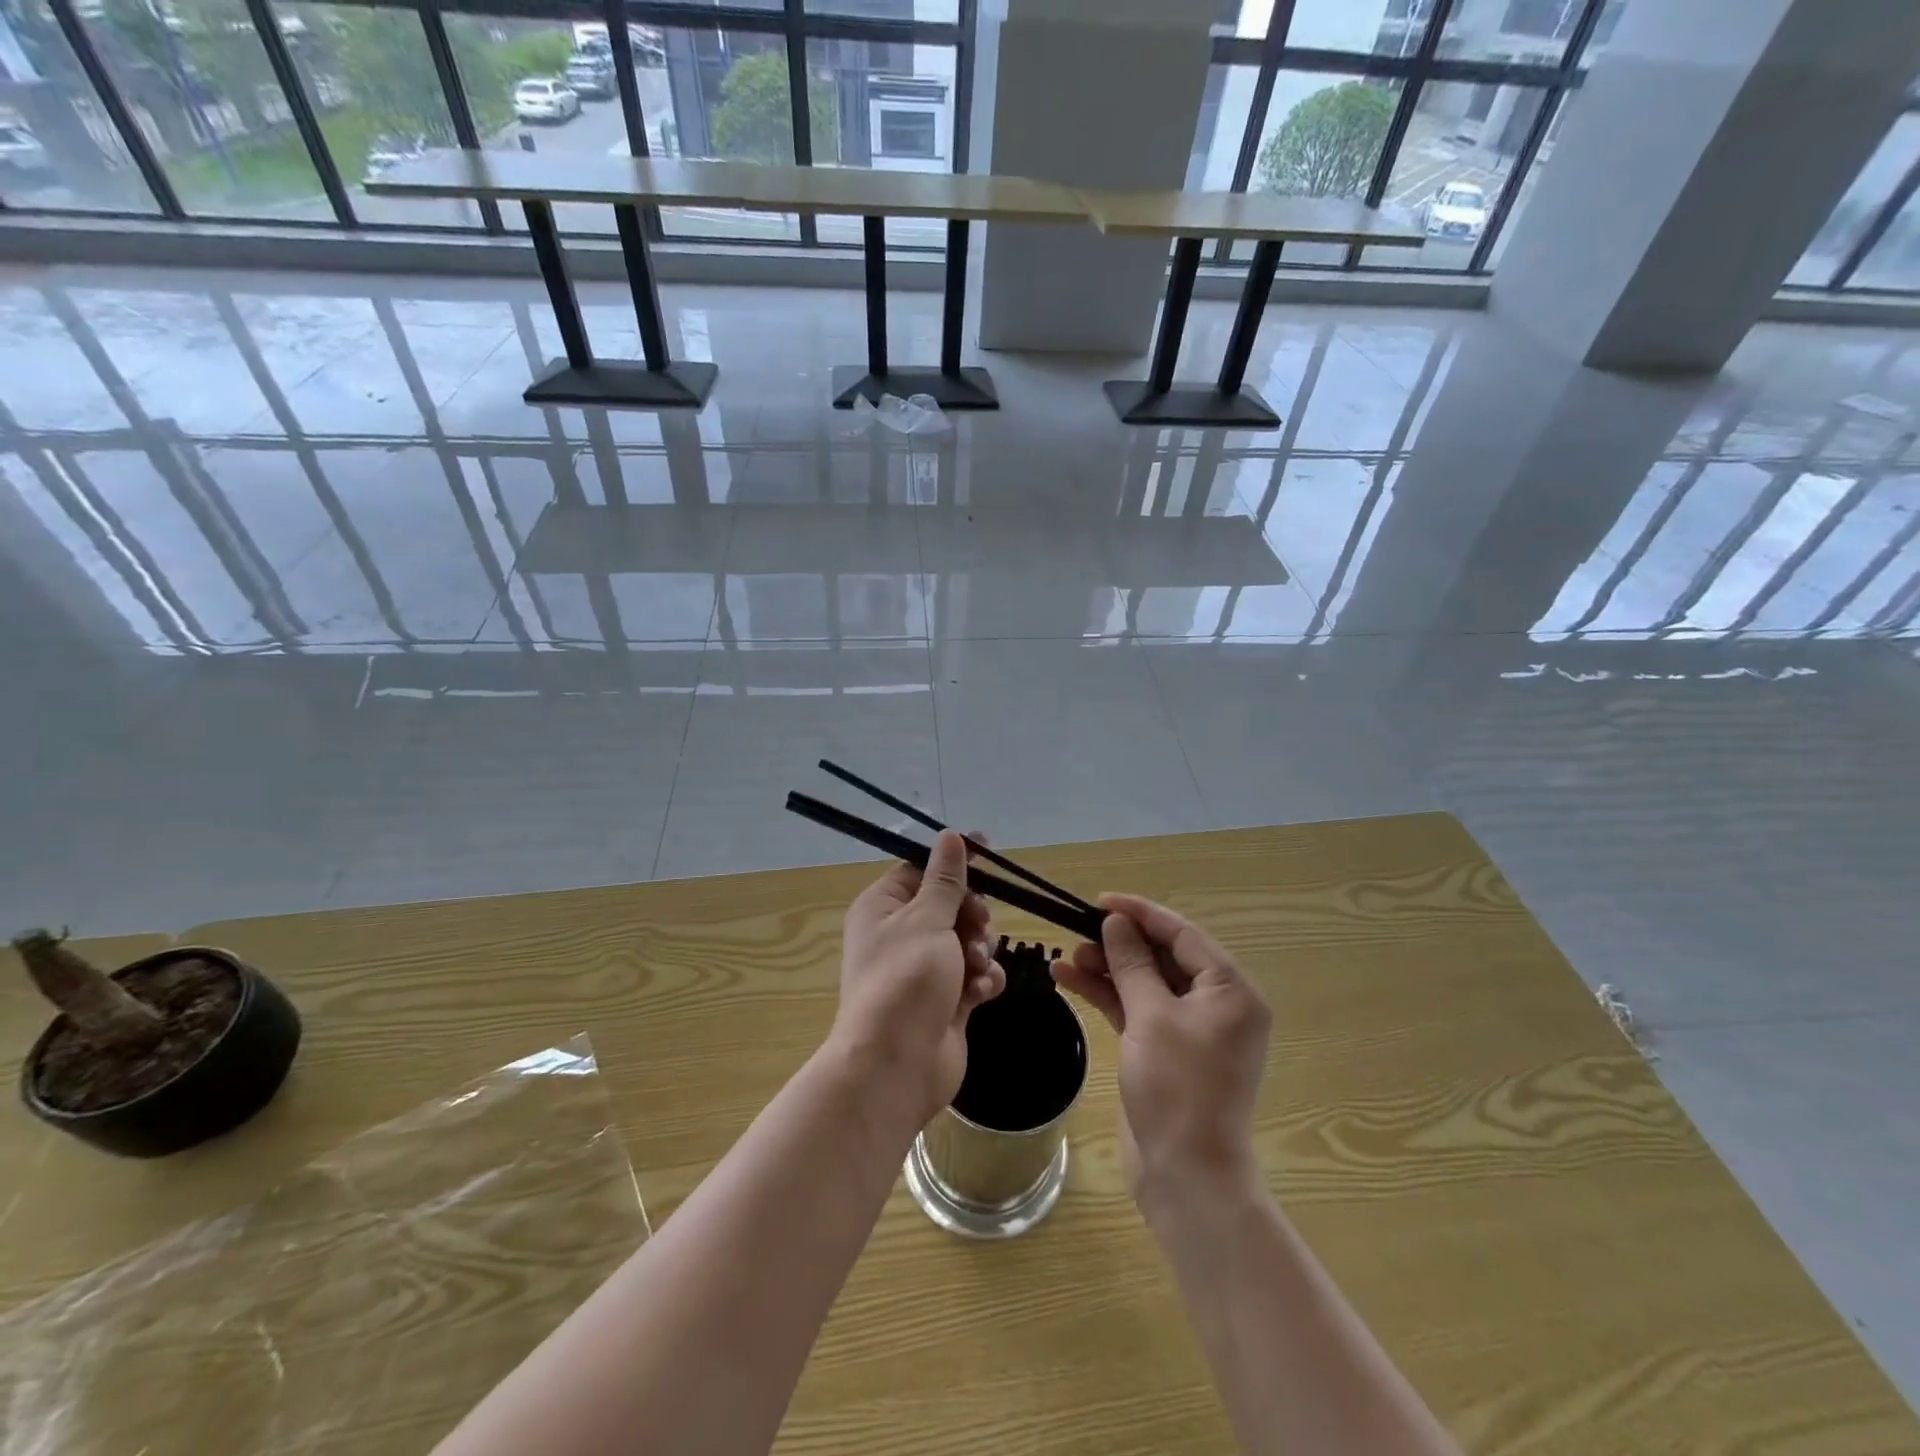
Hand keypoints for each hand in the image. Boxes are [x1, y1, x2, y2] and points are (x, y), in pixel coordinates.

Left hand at [832, 830, 1005, 1127]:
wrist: (897, 1065)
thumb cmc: (906, 980)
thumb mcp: (927, 919)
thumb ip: (945, 879)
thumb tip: (949, 835)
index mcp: (882, 908)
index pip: (920, 870)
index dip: (954, 862)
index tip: (989, 852)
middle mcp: (900, 935)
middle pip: (949, 905)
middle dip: (972, 914)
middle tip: (978, 923)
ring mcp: (924, 971)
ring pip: (966, 940)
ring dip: (979, 950)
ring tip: (975, 968)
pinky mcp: (946, 1001)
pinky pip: (974, 976)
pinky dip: (982, 980)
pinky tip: (981, 992)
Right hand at [1052, 894, 1269, 1205]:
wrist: (1187, 1177)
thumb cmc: (1177, 1089)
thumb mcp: (1151, 1016)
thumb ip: (1132, 963)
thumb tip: (1117, 922)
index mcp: (1230, 990)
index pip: (1183, 933)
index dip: (1140, 912)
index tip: (1099, 901)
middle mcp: (1217, 1004)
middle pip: (1163, 956)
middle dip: (1119, 944)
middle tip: (1077, 932)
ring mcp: (1192, 1029)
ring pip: (1146, 982)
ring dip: (1107, 969)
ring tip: (1065, 958)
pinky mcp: (1168, 1051)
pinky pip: (1138, 1009)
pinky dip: (1108, 995)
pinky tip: (1069, 981)